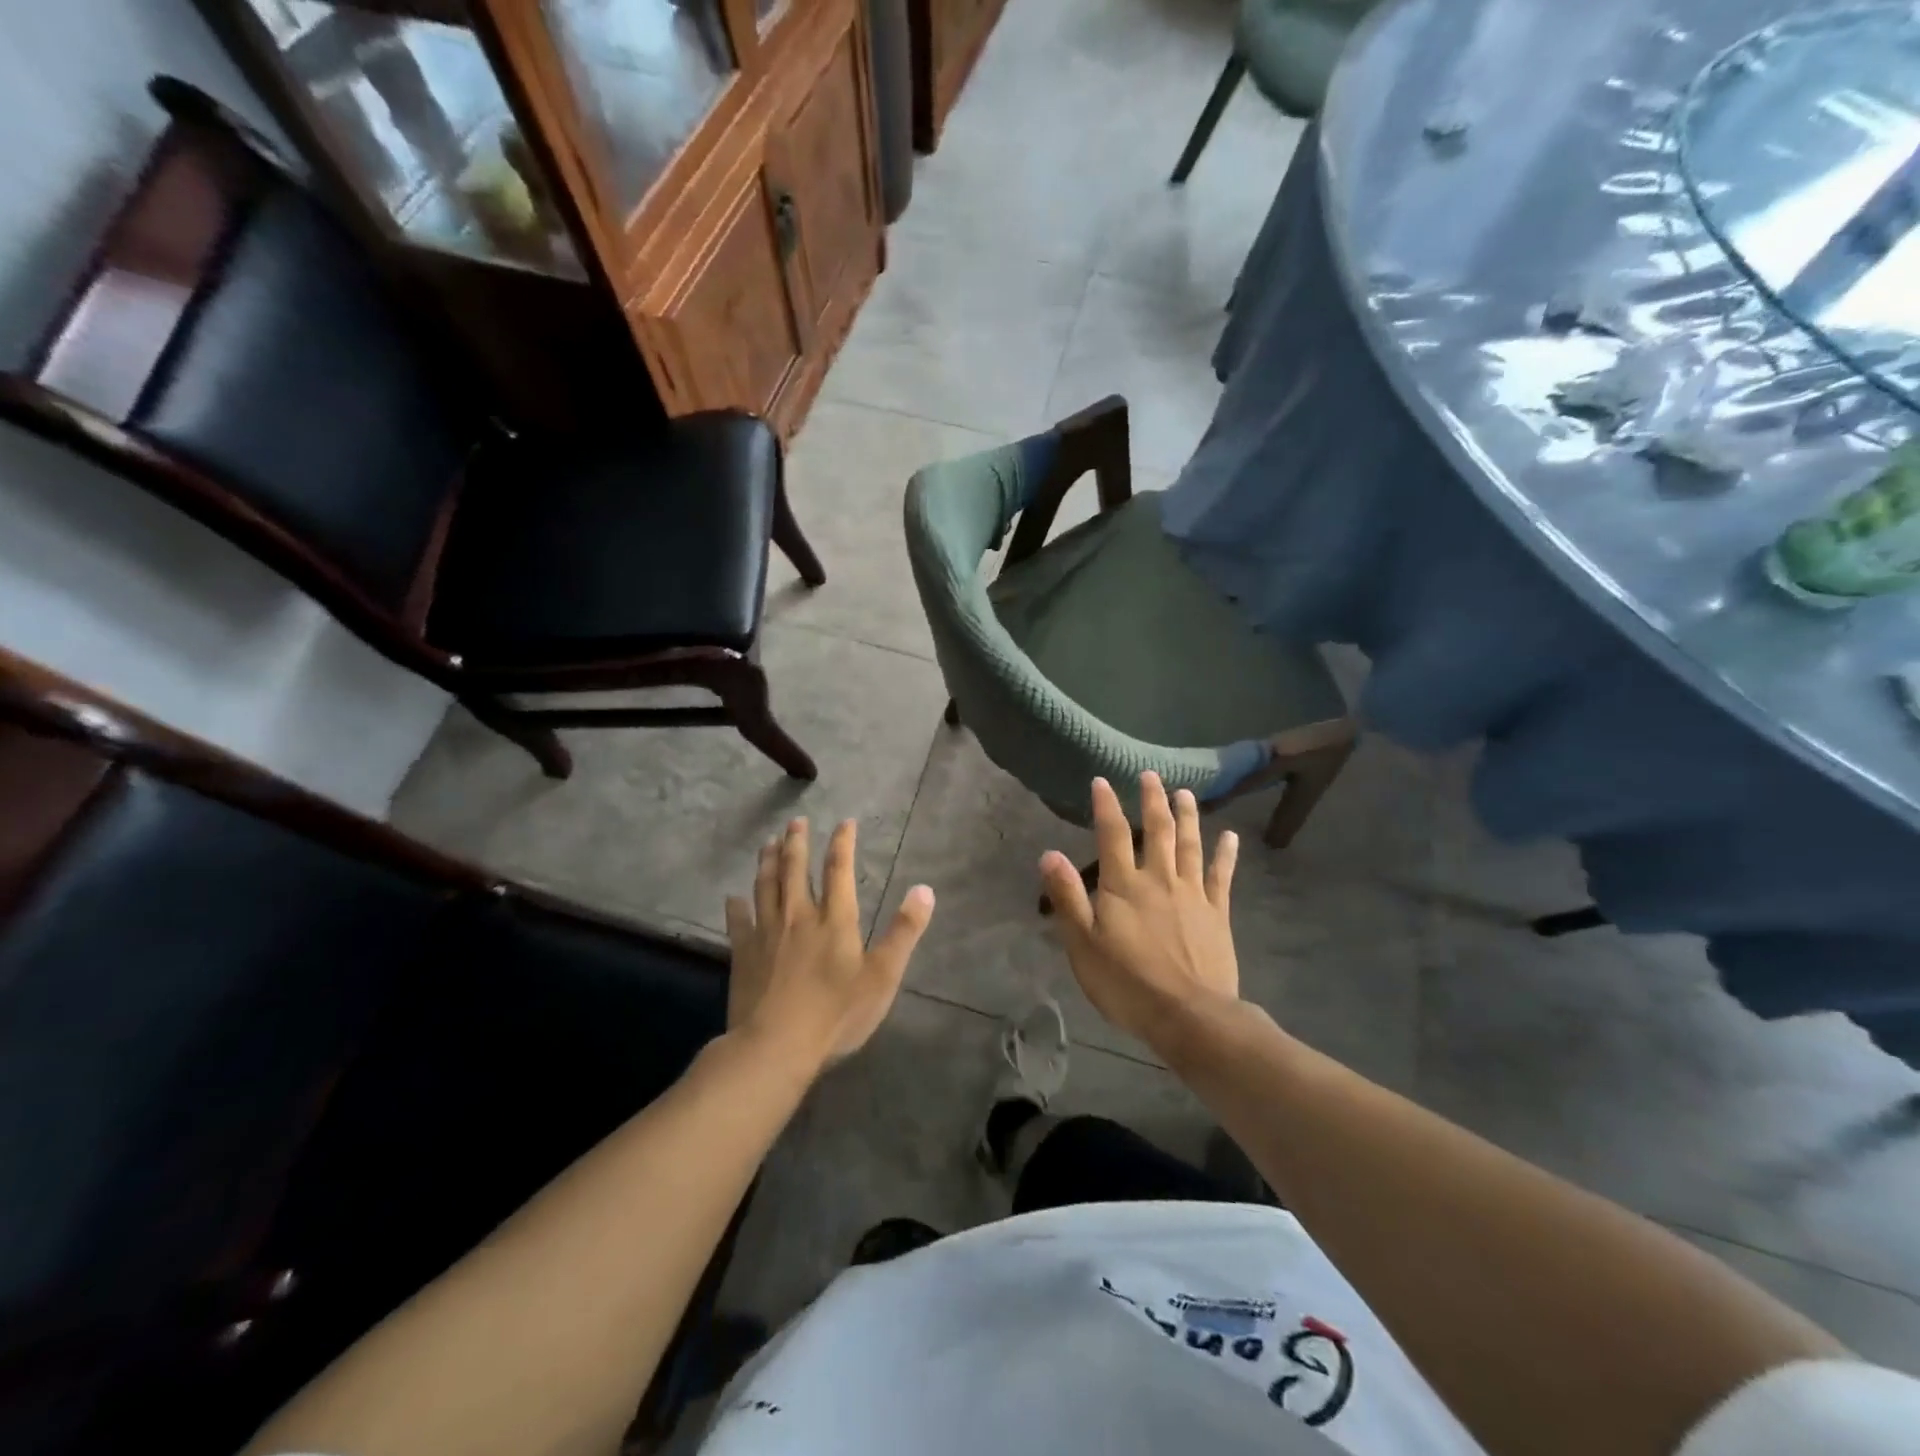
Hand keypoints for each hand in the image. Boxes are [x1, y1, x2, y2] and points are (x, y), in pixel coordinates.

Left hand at [725, 817, 934, 1074]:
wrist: (775, 1046)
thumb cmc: (836, 1014)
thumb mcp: (882, 976)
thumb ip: (904, 932)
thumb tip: (925, 890)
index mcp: (834, 920)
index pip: (839, 869)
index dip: (842, 842)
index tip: (845, 822)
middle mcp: (798, 916)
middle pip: (795, 869)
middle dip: (797, 842)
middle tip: (796, 822)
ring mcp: (766, 933)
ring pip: (765, 886)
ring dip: (768, 861)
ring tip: (769, 843)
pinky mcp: (743, 953)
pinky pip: (737, 921)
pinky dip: (735, 906)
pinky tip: (732, 897)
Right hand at [1040, 773, 1239, 1049]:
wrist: (1189, 1016)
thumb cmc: (1127, 983)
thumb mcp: (1083, 944)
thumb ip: (1067, 897)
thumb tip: (1049, 854)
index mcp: (1124, 885)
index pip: (1113, 834)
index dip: (1107, 805)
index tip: (1103, 780)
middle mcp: (1159, 879)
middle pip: (1158, 830)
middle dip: (1153, 800)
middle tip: (1151, 776)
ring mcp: (1193, 894)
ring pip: (1190, 844)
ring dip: (1187, 816)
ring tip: (1185, 792)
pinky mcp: (1218, 913)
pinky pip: (1222, 875)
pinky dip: (1225, 853)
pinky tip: (1229, 836)